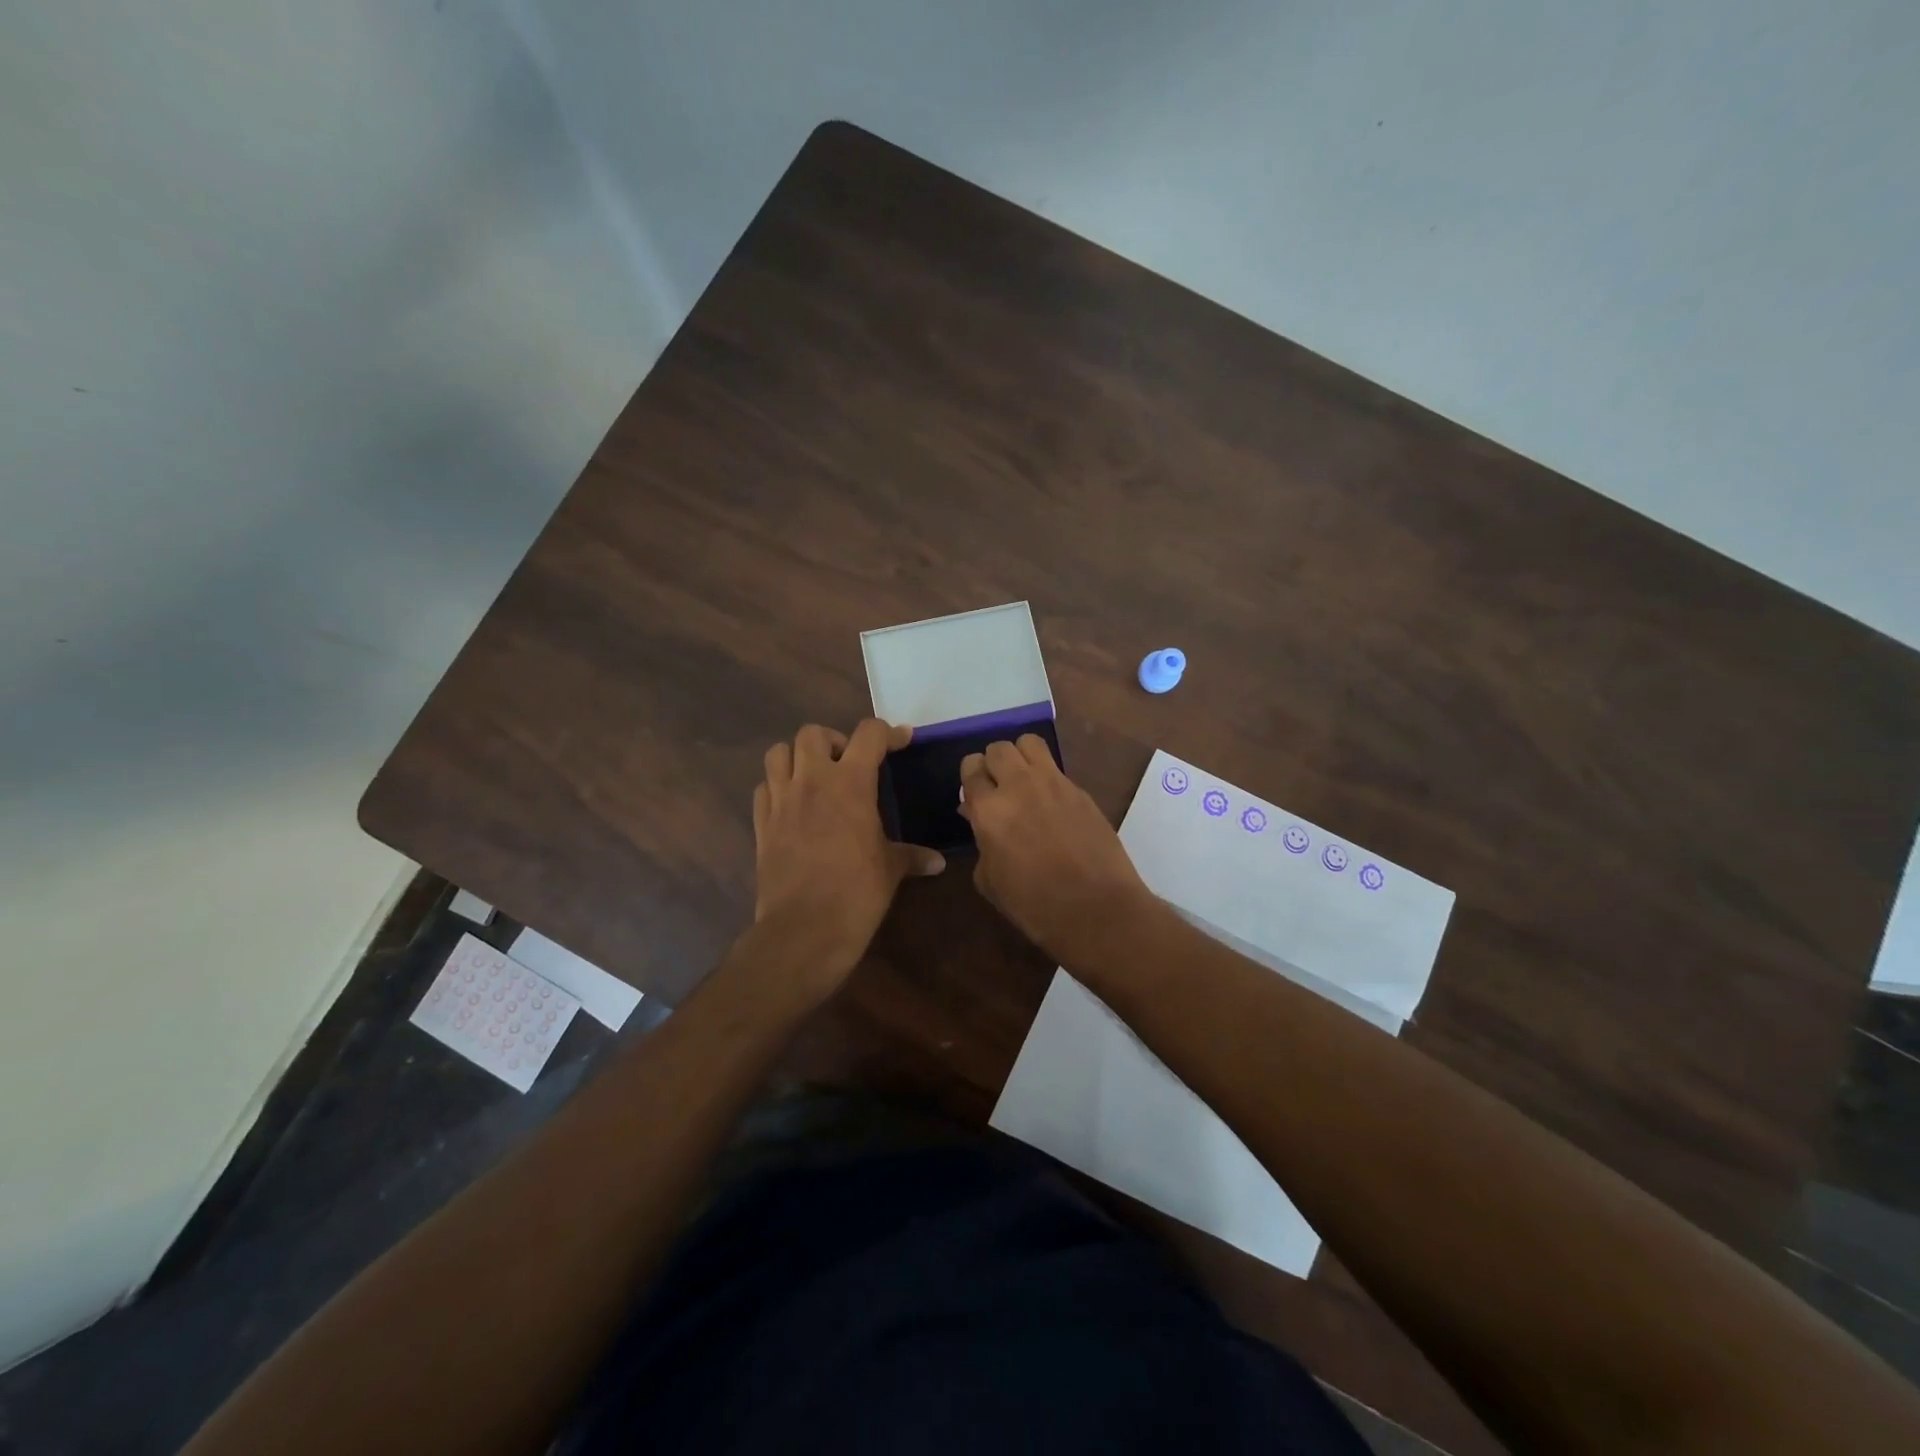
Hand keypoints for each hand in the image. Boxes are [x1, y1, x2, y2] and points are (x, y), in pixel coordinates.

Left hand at [752, 719, 945, 997]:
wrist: (804, 930)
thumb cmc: (856, 893)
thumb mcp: (890, 870)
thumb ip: (912, 856)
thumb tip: (937, 862)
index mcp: (850, 784)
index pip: (869, 734)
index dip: (888, 732)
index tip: (901, 741)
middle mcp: (812, 781)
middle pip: (813, 733)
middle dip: (833, 740)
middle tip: (849, 764)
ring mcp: (781, 800)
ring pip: (779, 753)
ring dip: (798, 756)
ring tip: (815, 777)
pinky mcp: (761, 823)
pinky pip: (764, 788)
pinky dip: (777, 786)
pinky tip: (793, 805)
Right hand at [957, 736, 1155, 962]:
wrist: (1096, 909)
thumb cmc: (1034, 904)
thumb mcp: (990, 881)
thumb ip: (981, 843)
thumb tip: (979, 820)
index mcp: (989, 809)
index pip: (971, 768)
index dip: (970, 777)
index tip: (974, 792)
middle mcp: (1019, 785)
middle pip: (998, 748)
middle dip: (993, 763)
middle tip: (997, 786)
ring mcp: (1054, 783)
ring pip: (1029, 743)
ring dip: (1020, 756)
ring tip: (1023, 780)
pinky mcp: (1080, 790)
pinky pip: (1056, 768)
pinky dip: (1047, 777)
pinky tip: (1051, 803)